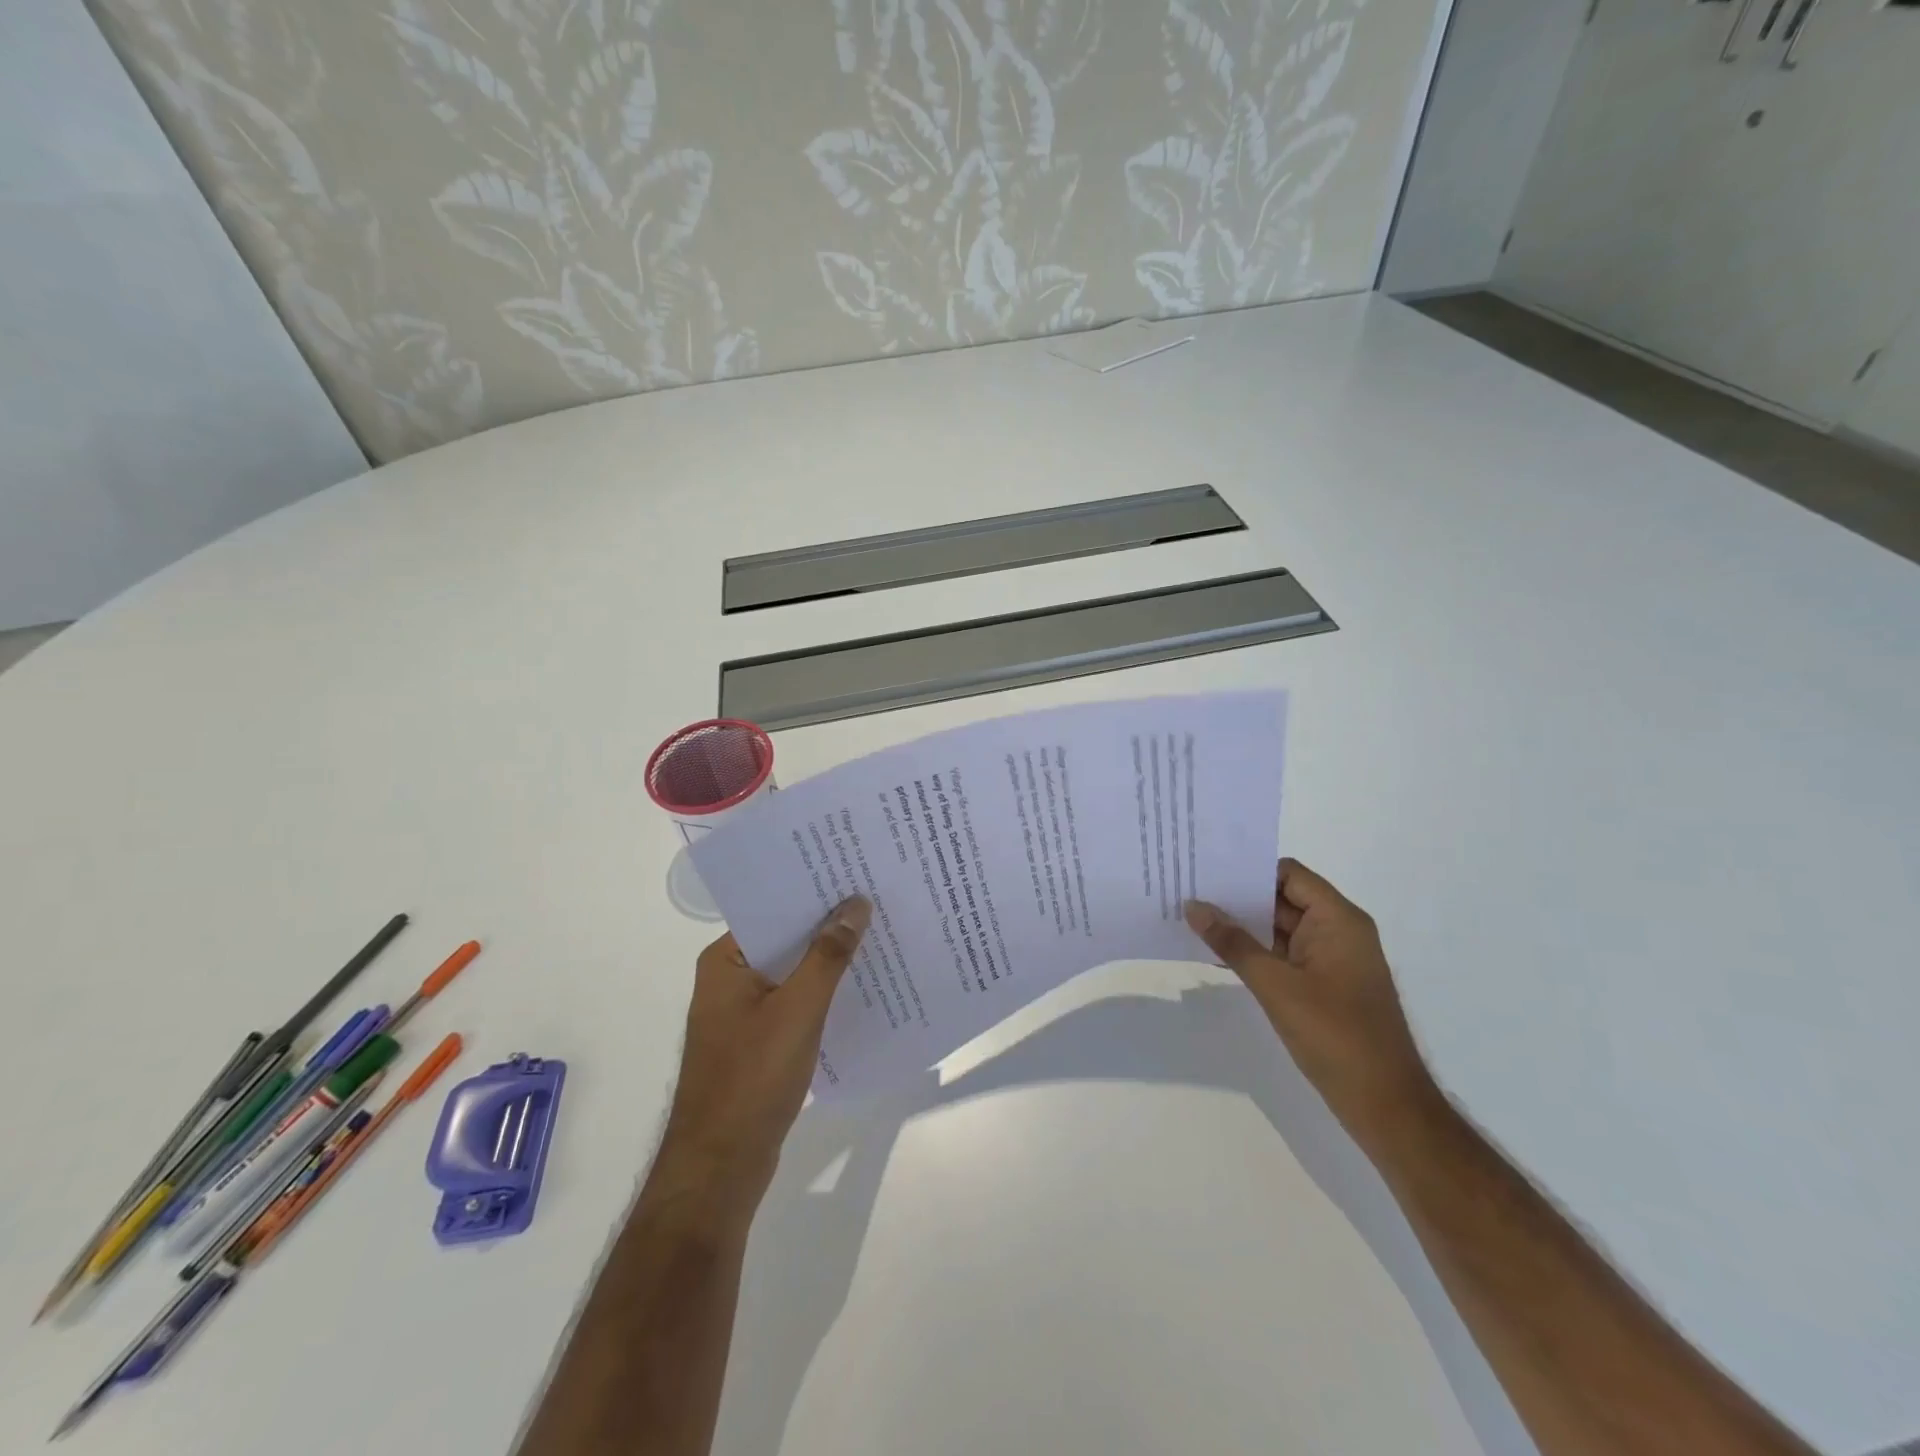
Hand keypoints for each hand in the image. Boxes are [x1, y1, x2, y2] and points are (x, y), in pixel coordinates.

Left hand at [650, 898, 871, 1222]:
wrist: (720, 1169)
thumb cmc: (753, 1078)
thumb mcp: (798, 1010)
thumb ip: (828, 955)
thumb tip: (856, 904)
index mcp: (725, 961)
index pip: (774, 911)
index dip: (815, 894)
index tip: (856, 877)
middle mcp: (729, 980)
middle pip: (786, 941)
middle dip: (828, 927)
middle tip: (878, 902)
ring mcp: (742, 1014)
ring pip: (793, 974)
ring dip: (829, 962)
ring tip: (879, 938)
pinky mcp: (757, 1043)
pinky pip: (795, 1004)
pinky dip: (823, 995)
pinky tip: (862, 989)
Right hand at [1186, 860, 1436, 1145]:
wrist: (1385, 1105)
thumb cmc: (1335, 1035)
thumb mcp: (1276, 985)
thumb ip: (1233, 942)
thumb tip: (1193, 906)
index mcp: (1338, 920)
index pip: (1288, 874)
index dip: (1248, 869)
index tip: (1206, 869)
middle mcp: (1339, 931)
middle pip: (1282, 898)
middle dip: (1238, 897)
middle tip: (1188, 891)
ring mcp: (1333, 960)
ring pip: (1281, 928)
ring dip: (1243, 926)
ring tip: (1193, 918)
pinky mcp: (1325, 985)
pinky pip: (1285, 955)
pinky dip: (1255, 952)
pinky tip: (1218, 954)